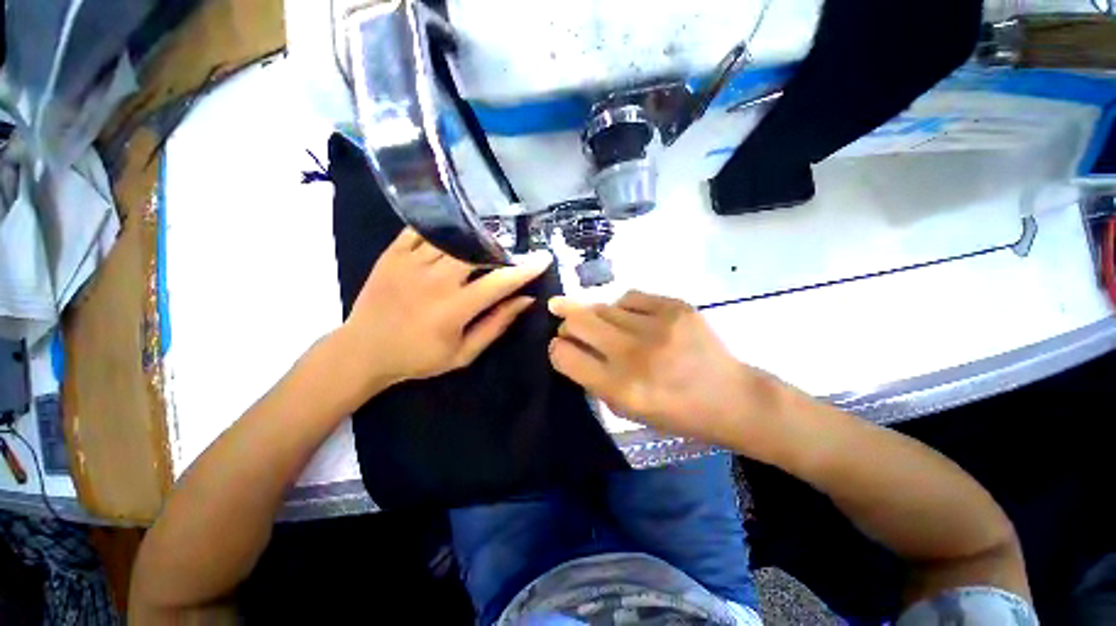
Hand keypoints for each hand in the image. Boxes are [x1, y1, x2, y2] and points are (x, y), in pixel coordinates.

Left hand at [337, 228, 550, 399]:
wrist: (363, 351)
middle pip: (477, 252)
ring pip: (454, 238)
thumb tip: (525, 300)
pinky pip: (423, 230)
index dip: (525, 269)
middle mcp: (434, 280)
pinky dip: (444, 228)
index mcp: (454, 308)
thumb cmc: (418, 357)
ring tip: (488, 241)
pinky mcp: (392, 253)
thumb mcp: (463, 353)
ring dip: (477, 237)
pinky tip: (455, 232)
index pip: (499, 282)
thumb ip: (496, 325)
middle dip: (501, 249)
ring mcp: (410, 263)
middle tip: (512, 251)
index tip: (543, 259)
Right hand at [548, 291, 779, 448]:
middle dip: (567, 321)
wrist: (731, 397)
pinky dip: (624, 307)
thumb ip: (593, 379)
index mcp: (620, 389)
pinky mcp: (676, 307)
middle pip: (578, 320)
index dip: (557, 348)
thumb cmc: (675, 412)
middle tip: (567, 321)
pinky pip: (630, 296)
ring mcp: (657, 326)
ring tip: (609, 326)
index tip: (561, 345)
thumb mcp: (627, 410)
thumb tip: (569, 345)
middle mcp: (634, 355)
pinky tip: (633, 318)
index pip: (564, 355)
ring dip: (597, 315)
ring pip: (603, 306)